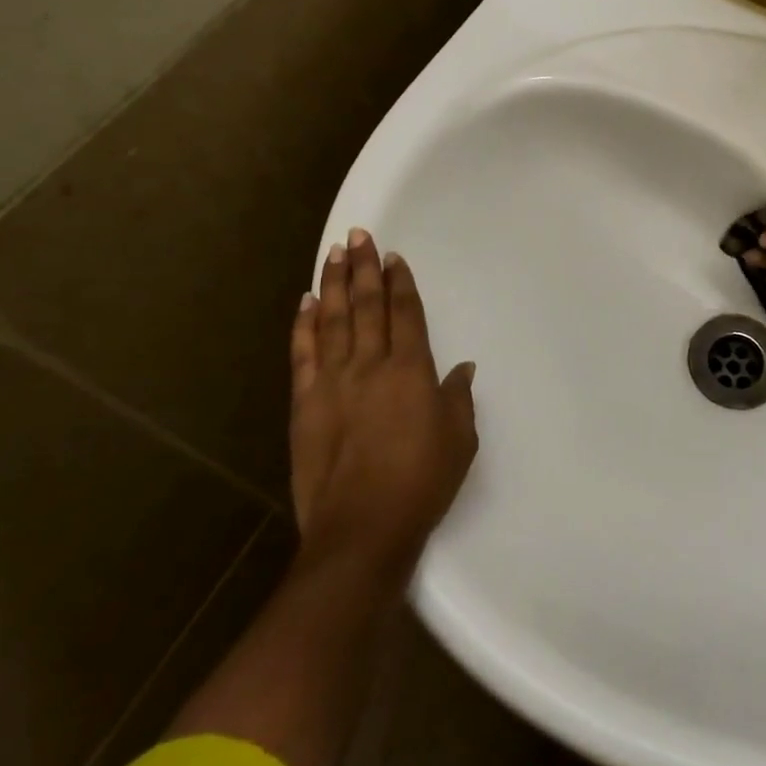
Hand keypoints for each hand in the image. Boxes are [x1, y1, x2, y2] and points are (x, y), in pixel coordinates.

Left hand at [290, 229, 477, 575]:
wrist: (362, 530)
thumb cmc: (422, 483)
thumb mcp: (459, 440)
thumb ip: (458, 398)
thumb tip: (462, 368)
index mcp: (411, 371)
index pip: (405, 313)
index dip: (400, 282)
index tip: (393, 256)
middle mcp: (370, 366)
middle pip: (367, 306)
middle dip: (365, 268)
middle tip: (358, 235)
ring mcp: (332, 382)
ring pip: (333, 320)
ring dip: (334, 284)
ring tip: (334, 254)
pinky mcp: (304, 404)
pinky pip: (303, 354)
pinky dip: (304, 326)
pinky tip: (306, 303)